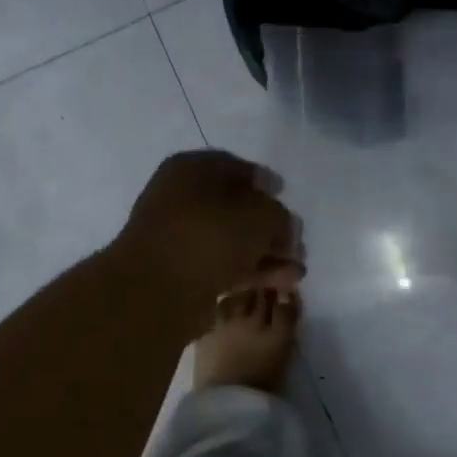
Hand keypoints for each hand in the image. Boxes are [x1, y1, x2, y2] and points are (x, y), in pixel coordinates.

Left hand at [116, 151, 301, 301]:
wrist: (158, 289)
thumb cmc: (210, 235)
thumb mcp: (260, 215)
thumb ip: (279, 216)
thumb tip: (284, 227)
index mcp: (190, 169)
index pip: (234, 166)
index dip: (264, 180)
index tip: (284, 194)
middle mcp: (180, 199)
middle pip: (235, 207)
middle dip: (270, 225)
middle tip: (296, 241)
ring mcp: (179, 238)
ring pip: (232, 240)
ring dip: (266, 252)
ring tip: (298, 269)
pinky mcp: (183, 273)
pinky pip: (224, 265)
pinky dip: (253, 271)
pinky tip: (283, 281)